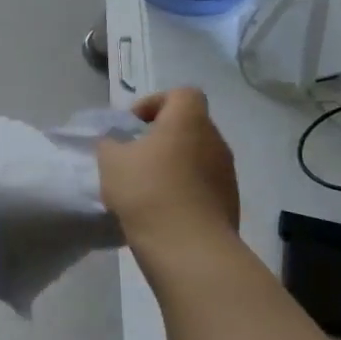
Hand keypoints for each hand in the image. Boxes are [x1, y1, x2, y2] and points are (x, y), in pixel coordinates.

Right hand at [98, 88, 239, 258]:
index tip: (133, 124)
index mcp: (188, 121)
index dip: (156, 102)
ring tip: (147, 184)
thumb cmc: (146, 190)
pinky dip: (185, 187)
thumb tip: (116, 142)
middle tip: (136, 155)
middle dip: (163, 135)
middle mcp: (214, 140)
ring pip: (198, 155)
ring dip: (175, 163)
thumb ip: (110, 143)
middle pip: (191, 125)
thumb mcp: (110, 161)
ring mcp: (226, 172)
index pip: (182, 94)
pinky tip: (162, 207)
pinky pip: (203, 183)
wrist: (187, 245)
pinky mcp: (229, 201)